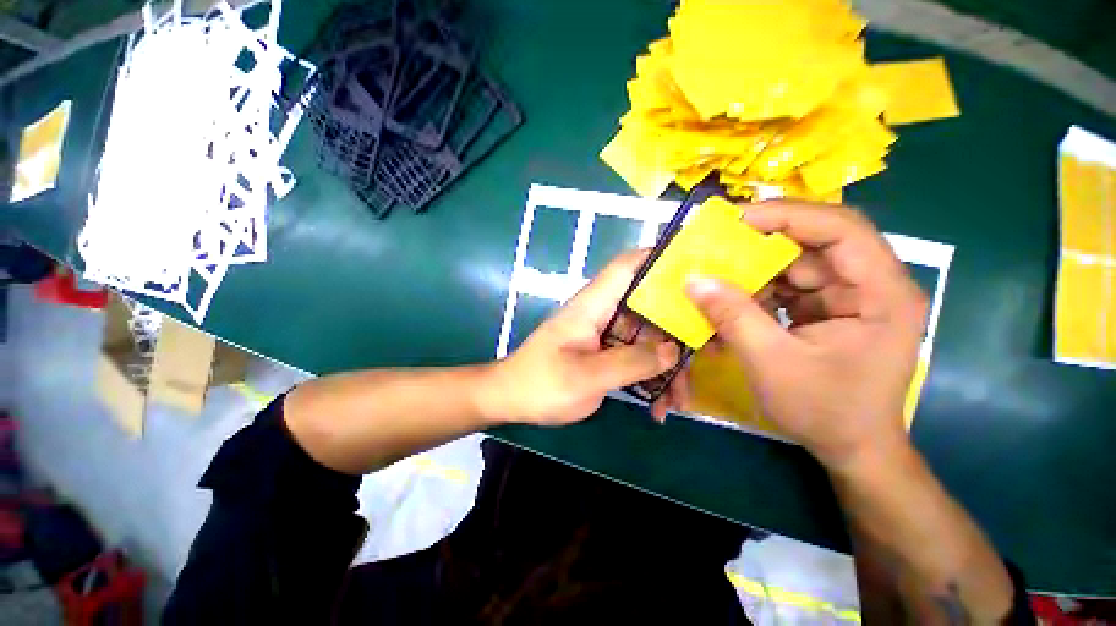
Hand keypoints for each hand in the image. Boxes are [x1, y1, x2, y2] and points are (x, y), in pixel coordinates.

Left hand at [483, 251, 684, 425]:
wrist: (511, 399)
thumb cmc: (541, 384)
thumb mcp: (587, 377)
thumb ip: (631, 362)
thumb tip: (673, 351)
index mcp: (593, 305)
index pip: (627, 267)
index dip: (659, 259)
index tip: (697, 267)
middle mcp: (602, 313)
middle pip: (648, 308)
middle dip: (677, 332)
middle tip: (707, 356)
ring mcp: (604, 335)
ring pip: (646, 338)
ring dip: (666, 366)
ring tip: (678, 402)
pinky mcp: (604, 353)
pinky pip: (635, 357)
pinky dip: (650, 378)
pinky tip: (658, 407)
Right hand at [685, 202, 927, 469]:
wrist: (851, 448)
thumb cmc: (826, 411)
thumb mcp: (772, 363)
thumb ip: (733, 317)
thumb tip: (693, 280)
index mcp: (882, 293)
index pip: (841, 229)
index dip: (788, 216)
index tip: (737, 220)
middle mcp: (870, 285)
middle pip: (814, 243)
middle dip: (762, 244)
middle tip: (715, 245)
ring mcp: (848, 296)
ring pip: (794, 264)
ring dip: (753, 271)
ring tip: (715, 278)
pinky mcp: (827, 308)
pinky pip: (787, 286)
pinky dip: (756, 291)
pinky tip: (731, 302)